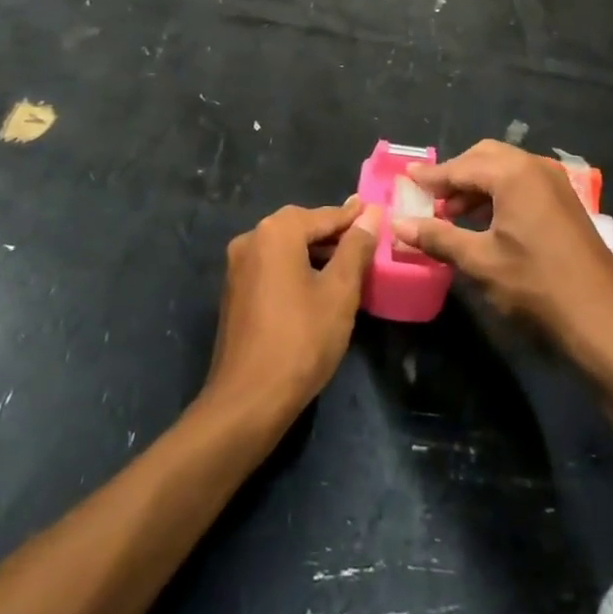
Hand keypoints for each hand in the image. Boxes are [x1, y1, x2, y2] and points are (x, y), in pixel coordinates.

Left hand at [203, 200, 379, 429]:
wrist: (248, 400)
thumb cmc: (301, 340)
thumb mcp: (339, 292)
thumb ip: (355, 247)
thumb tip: (369, 213)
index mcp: (275, 232)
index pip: (323, 215)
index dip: (353, 217)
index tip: (377, 213)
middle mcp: (251, 239)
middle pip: (300, 226)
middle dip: (333, 233)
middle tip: (365, 240)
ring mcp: (238, 266)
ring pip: (284, 247)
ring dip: (315, 251)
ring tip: (348, 264)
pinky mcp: (235, 291)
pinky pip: (272, 266)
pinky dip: (296, 267)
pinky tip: (317, 285)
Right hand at [392, 141, 612, 365]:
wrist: (602, 317)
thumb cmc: (535, 284)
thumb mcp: (480, 261)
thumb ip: (437, 237)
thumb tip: (397, 225)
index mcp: (513, 173)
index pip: (461, 167)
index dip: (431, 176)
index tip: (406, 179)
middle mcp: (535, 167)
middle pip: (484, 157)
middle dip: (455, 175)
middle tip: (431, 199)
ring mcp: (554, 183)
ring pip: (505, 169)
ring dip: (476, 186)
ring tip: (452, 215)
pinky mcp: (564, 201)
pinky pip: (522, 183)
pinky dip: (498, 194)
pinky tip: (485, 222)